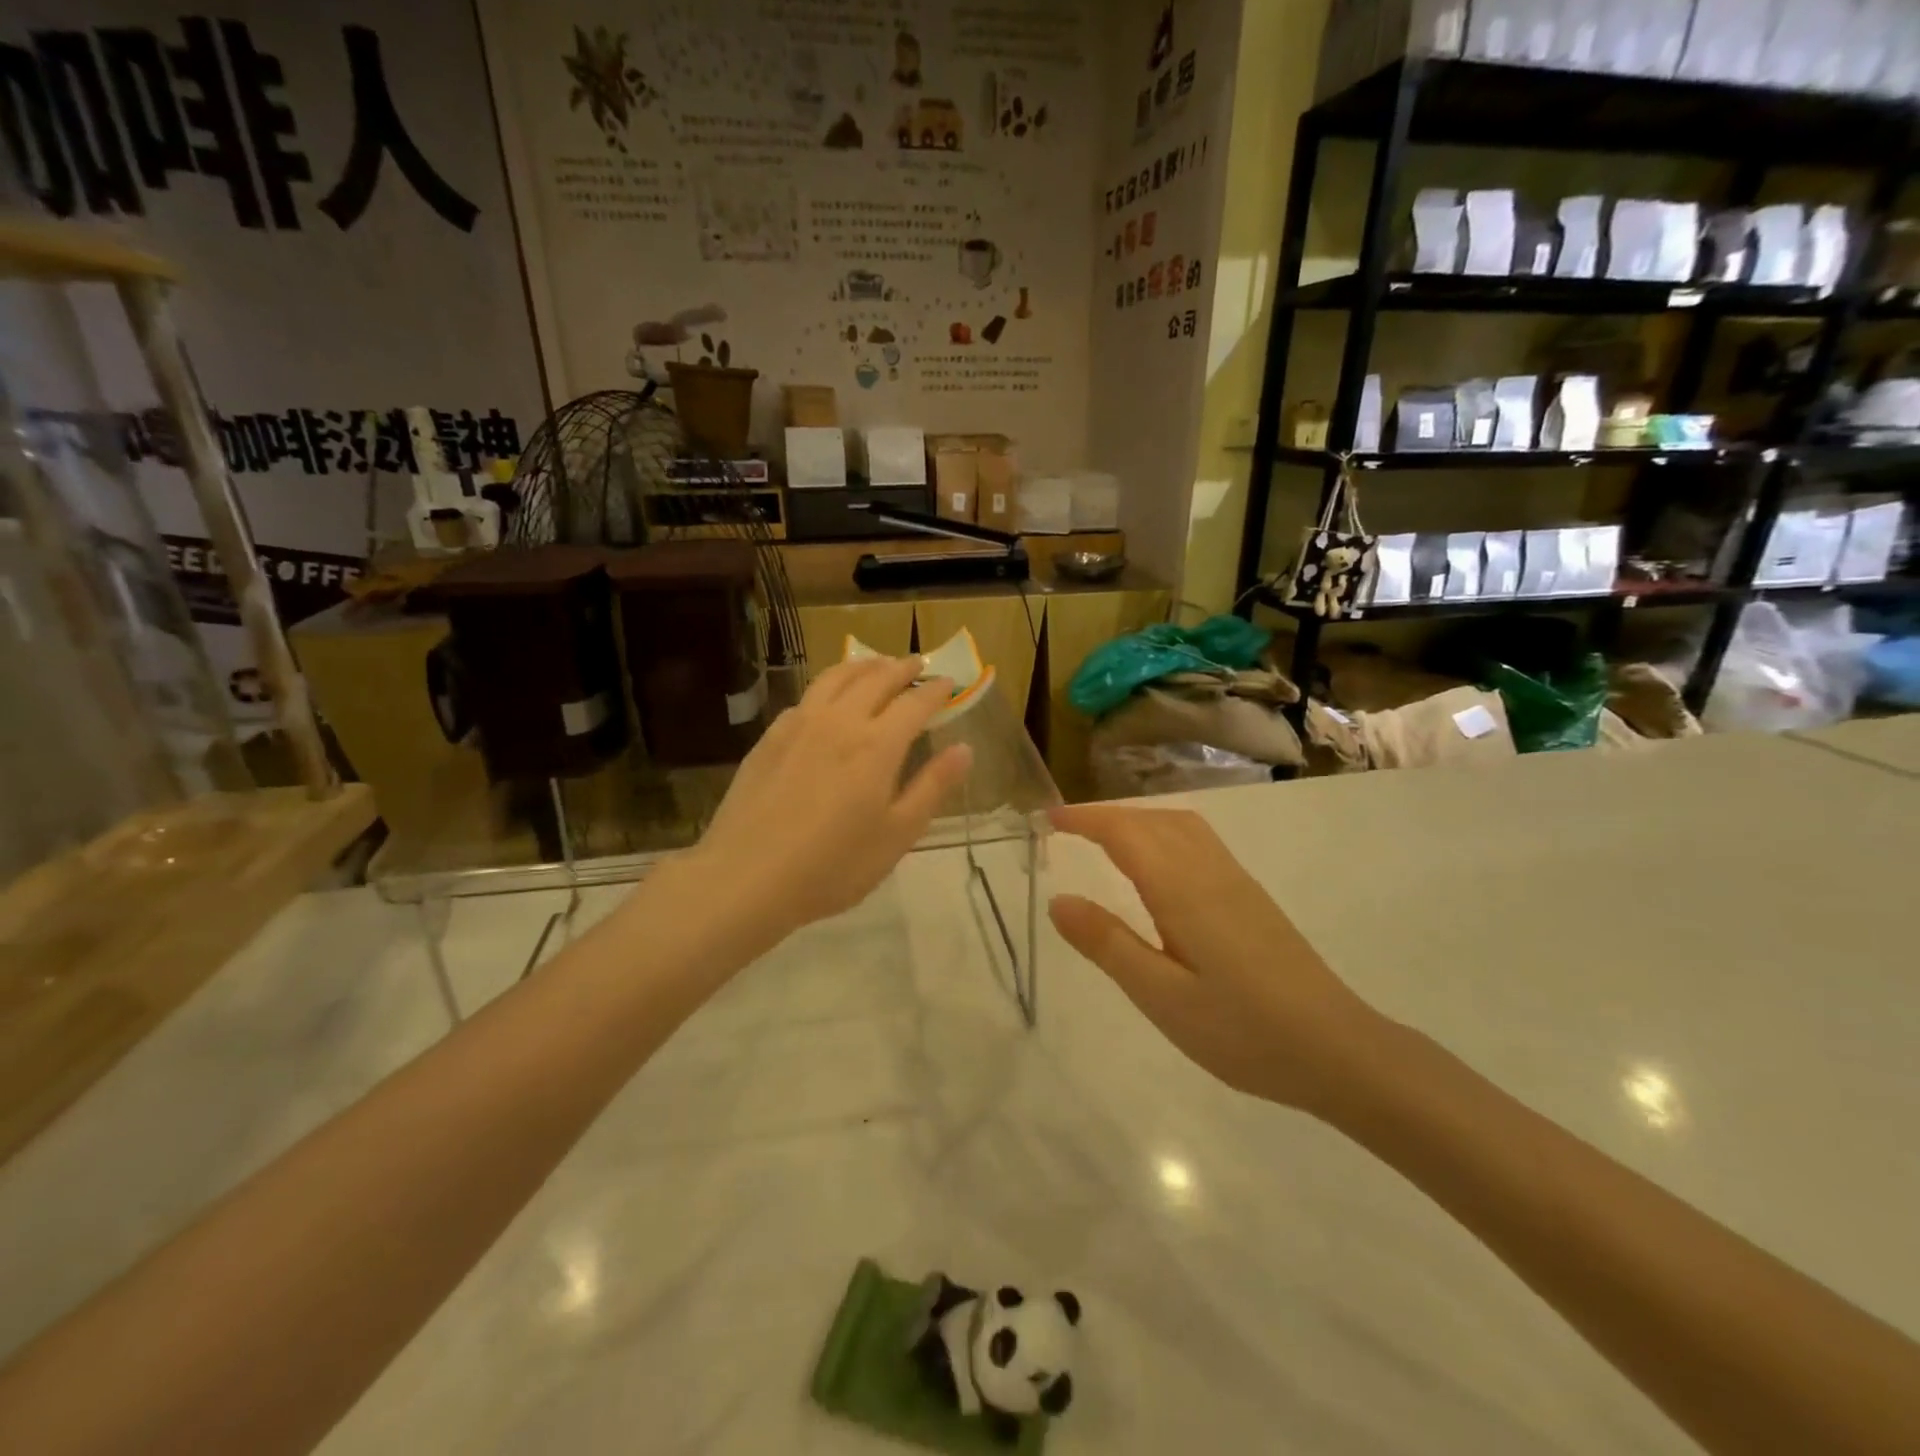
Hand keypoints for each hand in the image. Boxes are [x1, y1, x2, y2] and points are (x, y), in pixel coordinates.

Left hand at [692, 655, 971, 938]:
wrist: (746, 876)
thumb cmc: (833, 866)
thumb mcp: (897, 835)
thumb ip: (932, 787)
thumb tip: (964, 748)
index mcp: (877, 745)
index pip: (914, 703)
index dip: (936, 690)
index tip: (949, 682)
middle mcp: (840, 721)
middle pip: (876, 679)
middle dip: (902, 668)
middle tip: (917, 664)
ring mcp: (800, 724)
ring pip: (836, 677)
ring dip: (863, 665)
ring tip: (877, 664)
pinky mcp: (771, 737)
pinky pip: (807, 696)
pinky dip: (829, 685)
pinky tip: (829, 699)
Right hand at [1047, 805, 1382, 1112]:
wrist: (1338, 1050)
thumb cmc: (1243, 1030)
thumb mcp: (1162, 997)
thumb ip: (1108, 944)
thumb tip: (1058, 900)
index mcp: (1182, 890)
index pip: (1125, 833)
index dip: (1085, 819)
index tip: (1048, 818)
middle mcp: (1209, 871)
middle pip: (1152, 821)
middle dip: (1106, 815)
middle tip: (1066, 828)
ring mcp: (1236, 881)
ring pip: (1180, 826)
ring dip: (1137, 820)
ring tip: (1103, 839)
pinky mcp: (1251, 897)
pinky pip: (1198, 841)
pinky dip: (1163, 833)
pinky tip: (1158, 866)